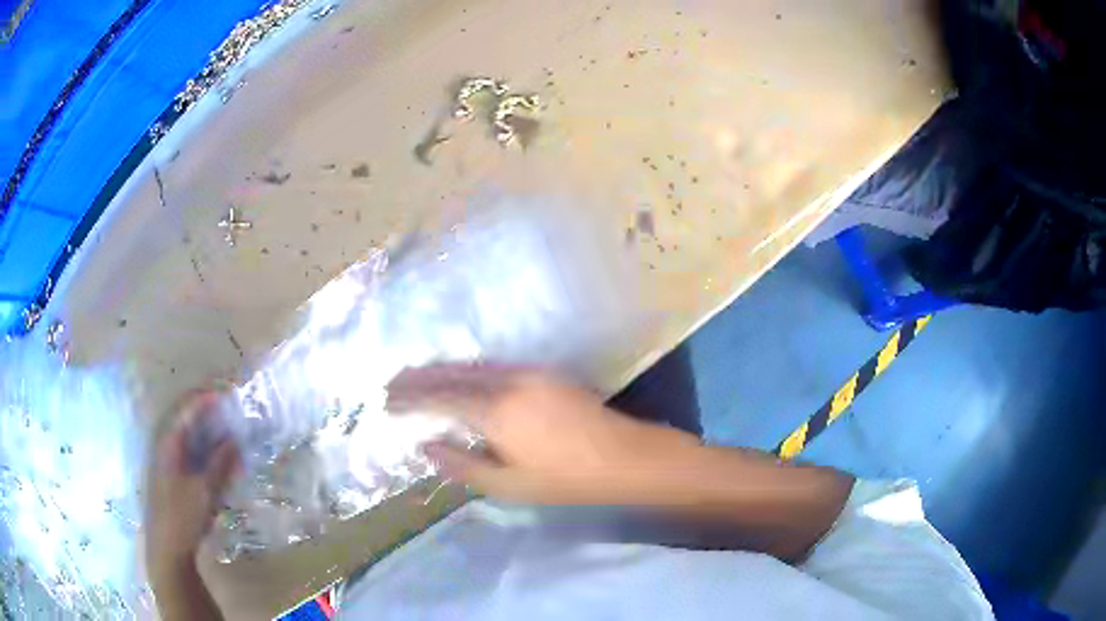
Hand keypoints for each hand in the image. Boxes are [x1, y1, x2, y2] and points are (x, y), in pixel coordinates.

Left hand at [146, 392, 239, 576]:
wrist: (167, 548)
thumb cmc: (184, 517)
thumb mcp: (206, 491)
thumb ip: (221, 463)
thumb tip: (235, 438)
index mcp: (169, 441)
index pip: (188, 406)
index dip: (209, 397)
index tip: (231, 395)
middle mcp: (165, 443)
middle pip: (187, 416)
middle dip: (209, 411)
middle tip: (233, 413)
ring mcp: (166, 458)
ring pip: (188, 433)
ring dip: (208, 430)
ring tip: (231, 434)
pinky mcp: (171, 473)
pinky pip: (188, 449)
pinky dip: (204, 447)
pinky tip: (219, 459)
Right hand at [386, 364, 699, 503]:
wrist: (622, 456)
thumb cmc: (564, 479)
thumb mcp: (507, 484)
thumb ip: (461, 464)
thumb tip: (426, 445)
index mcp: (495, 412)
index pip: (439, 399)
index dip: (410, 399)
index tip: (387, 402)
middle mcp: (507, 382)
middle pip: (452, 374)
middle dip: (418, 378)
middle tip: (391, 383)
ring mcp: (527, 372)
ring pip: (472, 366)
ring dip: (441, 371)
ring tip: (416, 378)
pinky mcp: (542, 372)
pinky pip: (493, 366)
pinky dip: (467, 370)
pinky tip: (459, 378)